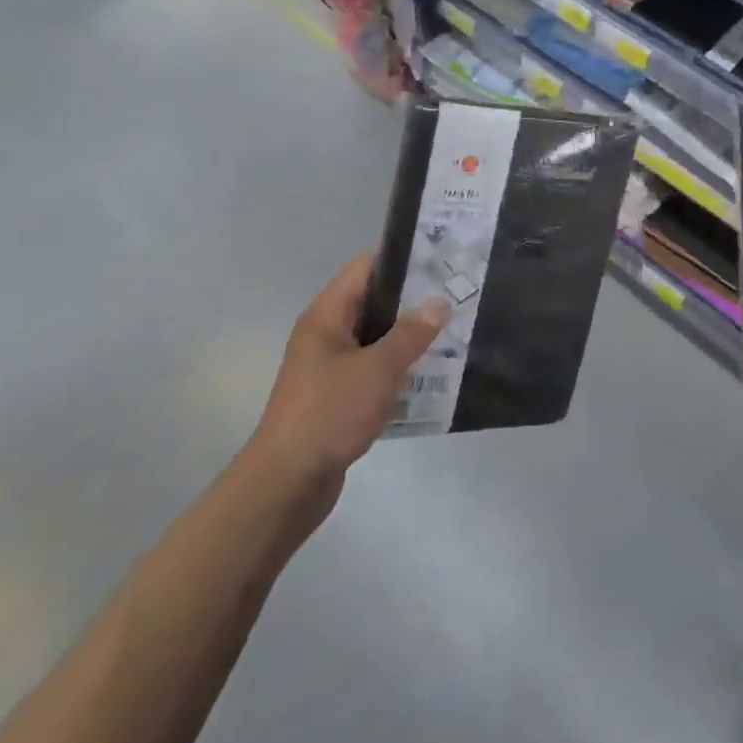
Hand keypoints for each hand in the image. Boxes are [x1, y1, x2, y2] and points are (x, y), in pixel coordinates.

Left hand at [252, 253, 450, 482]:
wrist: (286, 485)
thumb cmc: (328, 414)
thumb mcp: (377, 369)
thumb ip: (411, 333)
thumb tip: (440, 302)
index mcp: (327, 315)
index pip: (365, 267)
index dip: (401, 257)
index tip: (441, 257)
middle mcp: (326, 334)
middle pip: (374, 300)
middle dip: (413, 297)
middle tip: (455, 292)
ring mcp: (331, 366)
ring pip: (377, 336)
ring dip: (409, 334)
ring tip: (452, 328)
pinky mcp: (339, 396)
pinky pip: (374, 367)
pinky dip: (399, 365)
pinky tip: (431, 371)